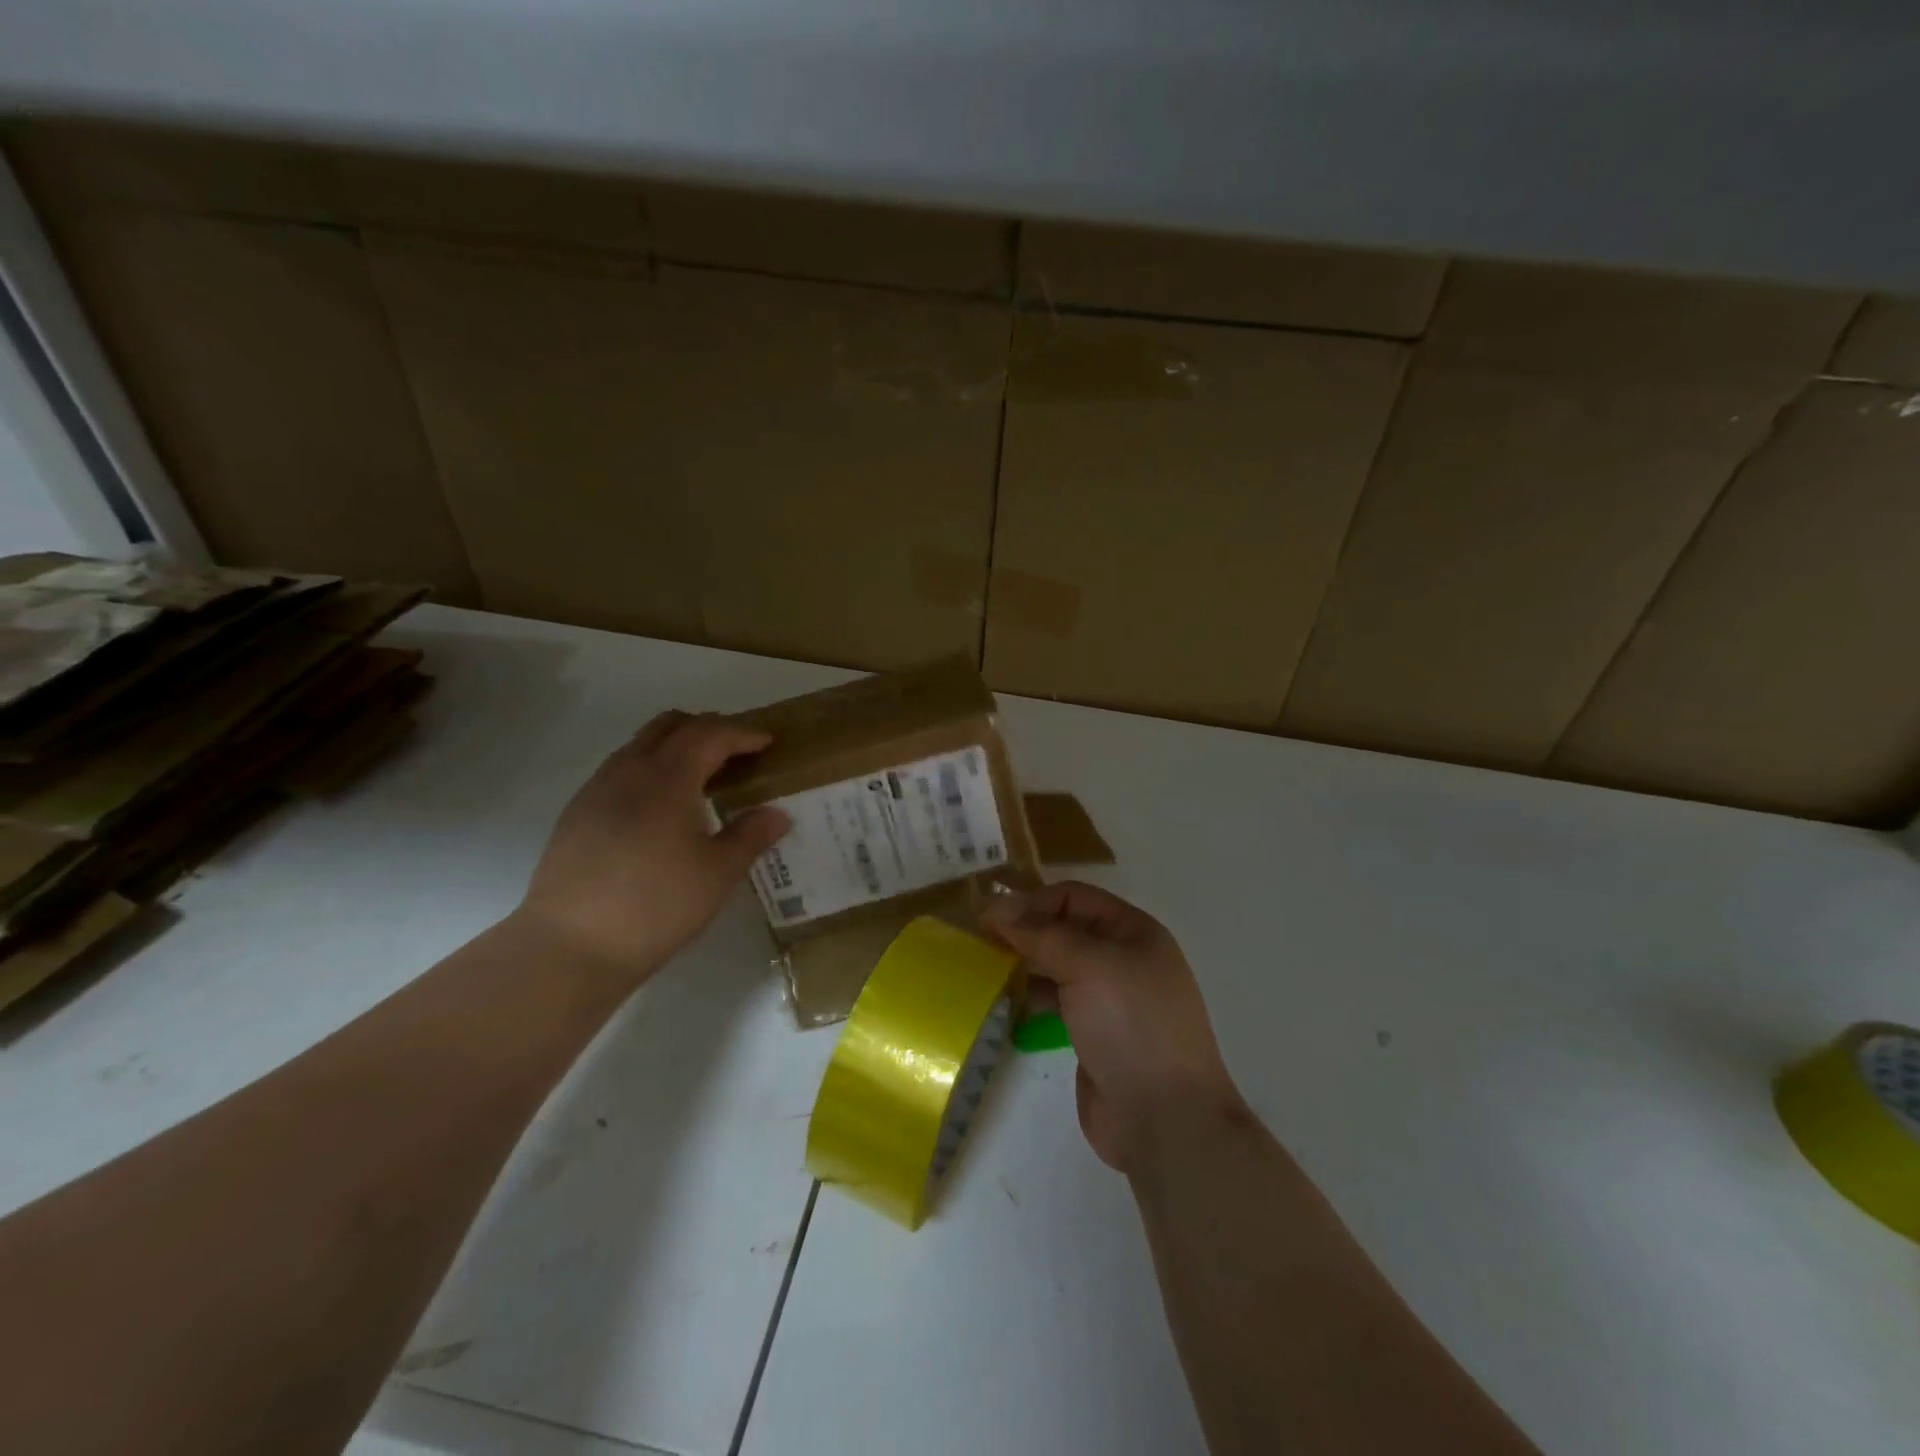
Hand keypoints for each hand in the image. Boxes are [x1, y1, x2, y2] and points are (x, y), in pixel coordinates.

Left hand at [513, 711, 788, 991]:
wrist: (570, 945)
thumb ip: (751, 835)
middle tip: (735, 751)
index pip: (710, 734)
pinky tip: (660, 808)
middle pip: (670, 725)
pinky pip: (620, 770)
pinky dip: (649, 770)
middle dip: (707, 728)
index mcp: (668, 777)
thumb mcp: (718, 873)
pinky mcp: (577, 813)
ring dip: (675, 746)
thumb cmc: (657, 904)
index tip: (767, 742)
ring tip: (701, 777)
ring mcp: (597, 789)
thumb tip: (778, 814)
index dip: (742, 733)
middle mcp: (629, 770)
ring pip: (640, 745)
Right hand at [982, 881, 1241, 1174]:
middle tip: (978, 942)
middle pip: (1065, 929)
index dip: (1033, 902)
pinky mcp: (1094, 1034)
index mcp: (1133, 931)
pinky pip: (1057, 1001)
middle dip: (1025, 931)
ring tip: (984, 970)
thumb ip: (1041, 933)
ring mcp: (1109, 999)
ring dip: (1024, 964)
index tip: (990, 920)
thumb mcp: (1088, 965)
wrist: (1165, 1118)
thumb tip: (996, 905)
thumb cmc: (1131, 1025)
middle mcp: (1122, 958)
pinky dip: (1032, 997)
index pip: (1074, 898)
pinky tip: (1005, 1003)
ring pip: (1058, 966)